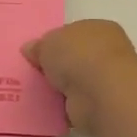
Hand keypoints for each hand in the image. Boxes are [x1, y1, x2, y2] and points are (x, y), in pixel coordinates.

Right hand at [22, 20, 136, 136]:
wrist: (100, 93)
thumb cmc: (78, 56)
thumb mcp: (48, 42)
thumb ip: (38, 46)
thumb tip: (30, 49)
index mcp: (98, 29)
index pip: (73, 33)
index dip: (54, 42)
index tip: (36, 54)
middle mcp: (106, 53)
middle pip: (73, 58)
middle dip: (55, 67)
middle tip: (32, 73)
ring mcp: (104, 80)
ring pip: (74, 82)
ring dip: (58, 88)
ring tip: (33, 91)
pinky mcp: (100, 105)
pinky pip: (74, 103)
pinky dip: (62, 106)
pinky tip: (45, 107)